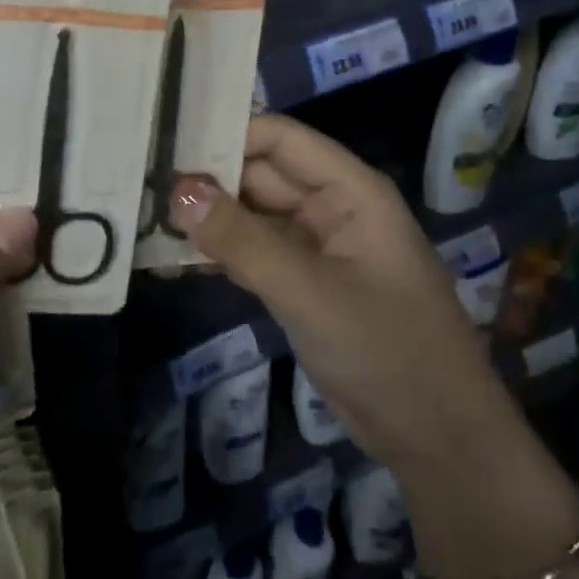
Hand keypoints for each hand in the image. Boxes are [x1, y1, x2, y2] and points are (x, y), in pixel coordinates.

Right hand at [169, 114, 578, 578]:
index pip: (279, 138)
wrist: (440, 443)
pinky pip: (255, 253)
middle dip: (207, 178)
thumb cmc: (388, 352)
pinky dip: (221, 253)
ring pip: (253, 215)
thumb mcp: (309, 292)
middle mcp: (331, 208)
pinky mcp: (304, 284)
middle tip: (139, 182)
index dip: (225, 135)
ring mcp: (317, 248)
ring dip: (208, 218)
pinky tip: (176, 259)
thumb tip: (177, 188)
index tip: (165, 144)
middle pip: (260, 174)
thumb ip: (242, 240)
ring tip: (144, 214)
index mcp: (350, 190)